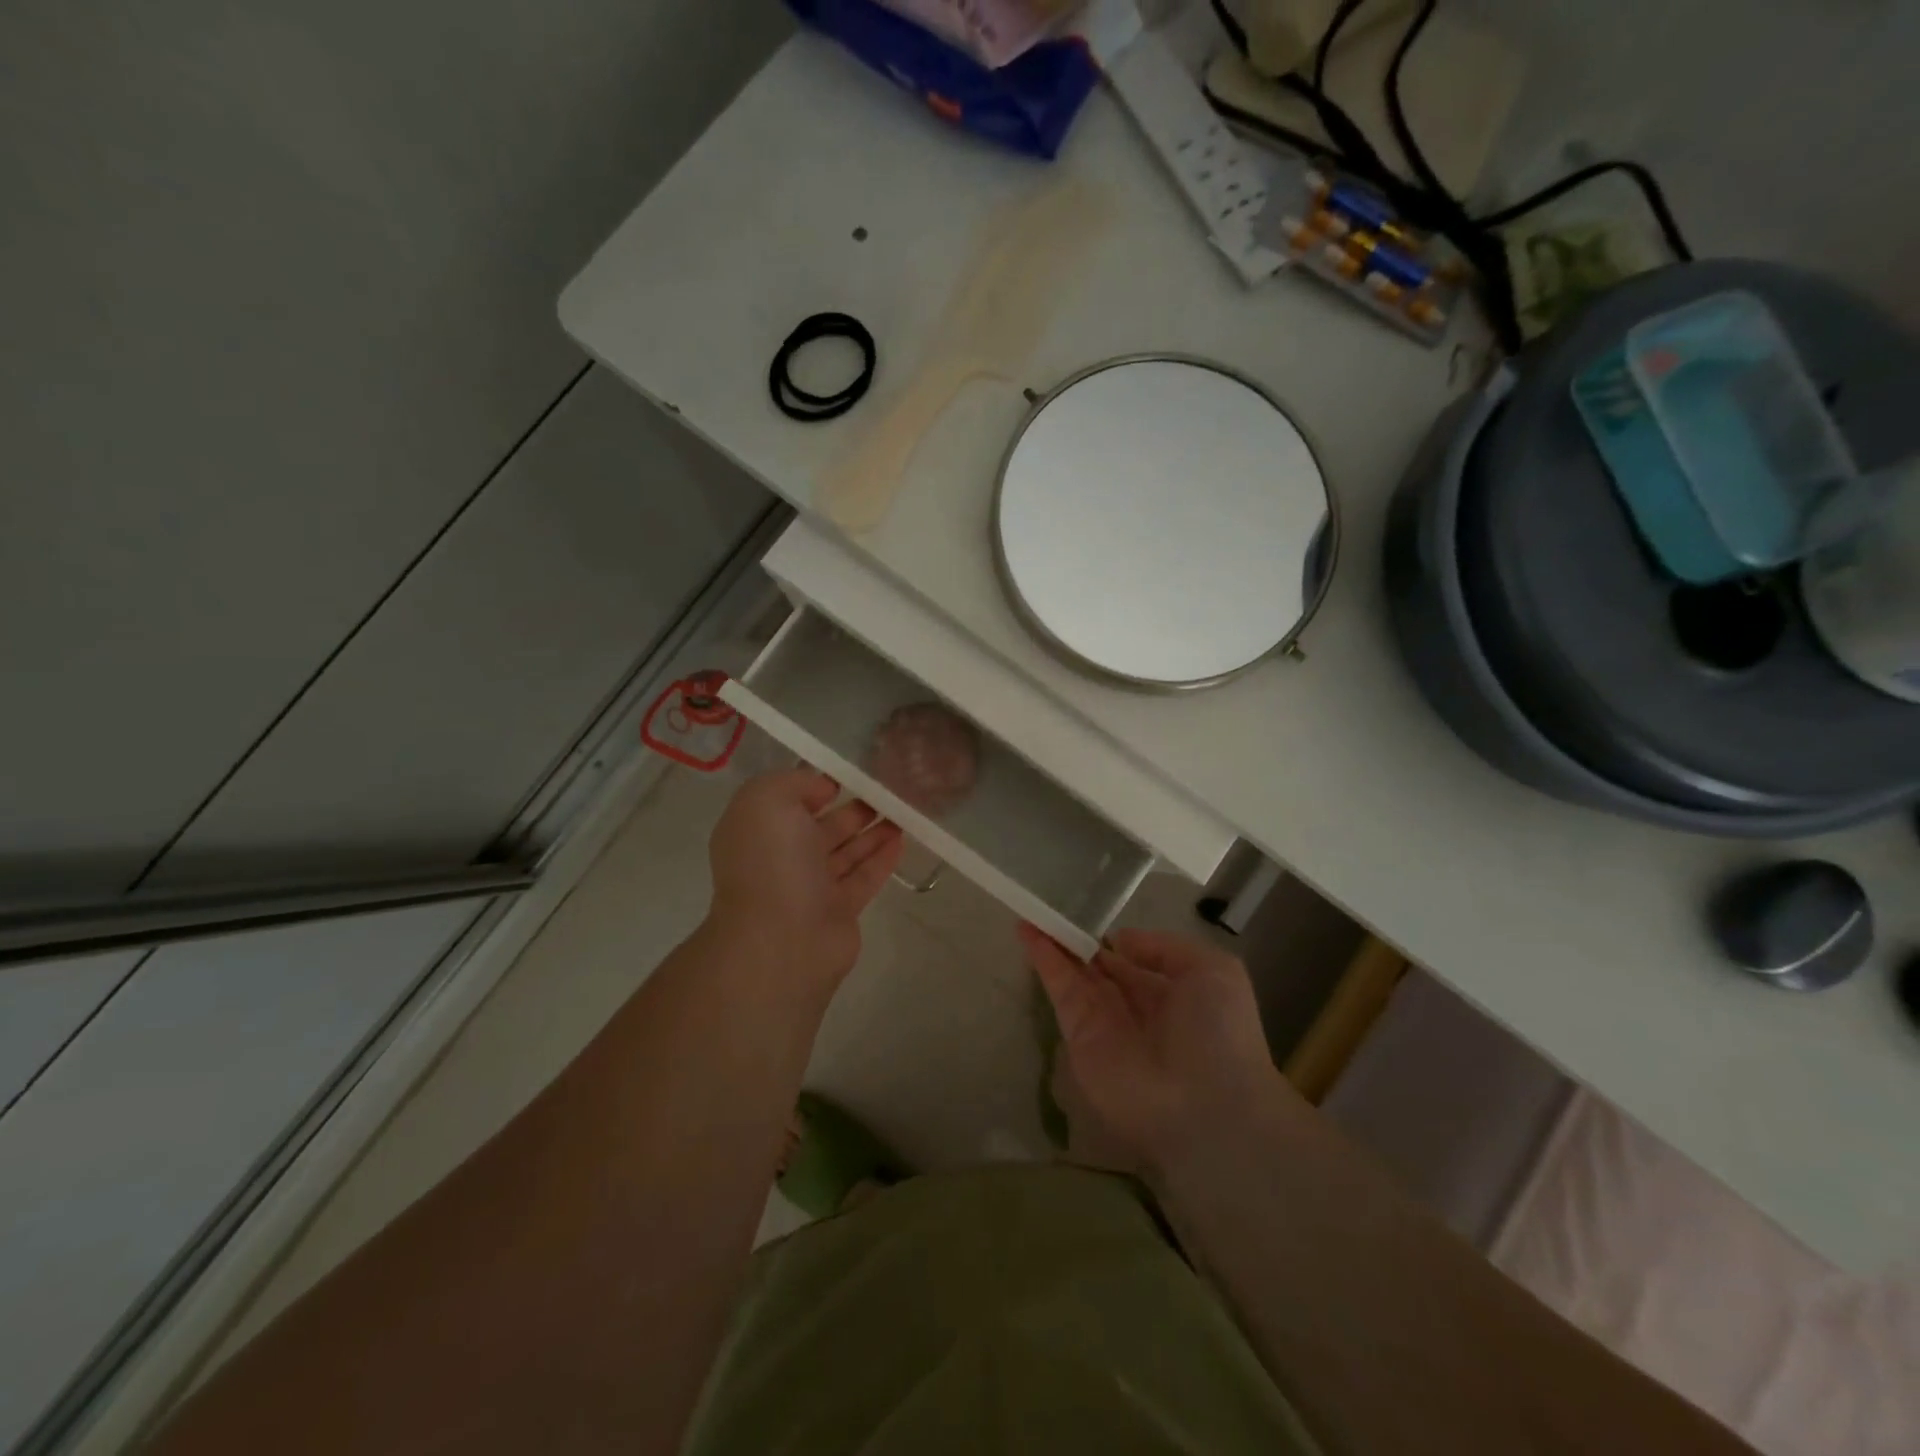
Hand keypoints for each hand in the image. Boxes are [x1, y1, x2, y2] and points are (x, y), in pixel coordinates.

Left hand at [706, 769, 903, 1001]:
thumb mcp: (768, 800)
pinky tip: (901, 840)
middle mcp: (781, 859)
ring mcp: (810, 888)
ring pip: (845, 852)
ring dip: (871, 831)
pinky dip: (881, 858)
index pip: (787, 802)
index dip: (814, 786)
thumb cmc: (771, 862)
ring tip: (901, 810)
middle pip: (821, 828)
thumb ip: (794, 782)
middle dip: (851, 809)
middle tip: (885, 792)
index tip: (847, 774)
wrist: (782, 940)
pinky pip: (863, 878)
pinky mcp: (839, 911)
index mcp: (758, 832)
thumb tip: (821, 789)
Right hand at [1020, 924, 1294, 1180]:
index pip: (1131, 960)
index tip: (1087, 910)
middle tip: (1050, 904)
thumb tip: (1119, 941)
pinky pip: (1059, 989)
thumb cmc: (1218, 1033)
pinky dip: (1043, 959)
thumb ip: (1165, 948)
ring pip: (1073, 972)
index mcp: (1169, 992)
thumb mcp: (1212, 970)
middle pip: (1096, 965)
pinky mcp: (1078, 1034)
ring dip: (1052, 941)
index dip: (1110, 939)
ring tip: (1030, 908)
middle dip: (1076, 938)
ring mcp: (1102, 1020)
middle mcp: (1133, 1005)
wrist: (1205, 1106)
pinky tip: (1027, 930)